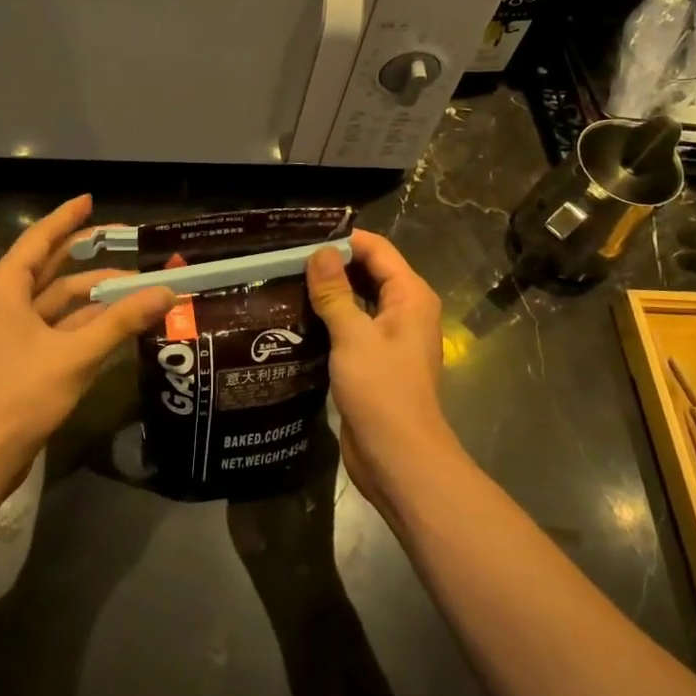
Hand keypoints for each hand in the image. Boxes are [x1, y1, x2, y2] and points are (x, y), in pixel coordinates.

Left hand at [0, 195, 175, 499]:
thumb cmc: (20, 394)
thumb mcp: (76, 354)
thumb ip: (122, 320)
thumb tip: (167, 291)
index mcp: (5, 287)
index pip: (40, 239)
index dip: (67, 219)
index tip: (91, 200)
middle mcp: (4, 300)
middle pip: (50, 266)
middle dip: (87, 253)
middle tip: (124, 239)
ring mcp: (10, 330)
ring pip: (57, 299)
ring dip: (93, 292)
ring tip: (136, 284)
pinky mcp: (20, 355)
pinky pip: (57, 325)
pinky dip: (85, 320)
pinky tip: (117, 319)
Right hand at [306, 231, 466, 510]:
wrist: (398, 458)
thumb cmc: (381, 390)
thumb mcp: (353, 336)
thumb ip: (335, 292)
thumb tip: (319, 252)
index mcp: (410, 296)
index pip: (378, 250)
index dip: (344, 240)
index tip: (302, 237)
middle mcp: (404, 311)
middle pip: (369, 273)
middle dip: (333, 265)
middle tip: (286, 258)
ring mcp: (390, 338)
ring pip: (358, 301)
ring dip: (329, 293)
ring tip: (285, 282)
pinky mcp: (374, 362)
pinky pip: (352, 328)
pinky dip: (330, 319)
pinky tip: (296, 319)